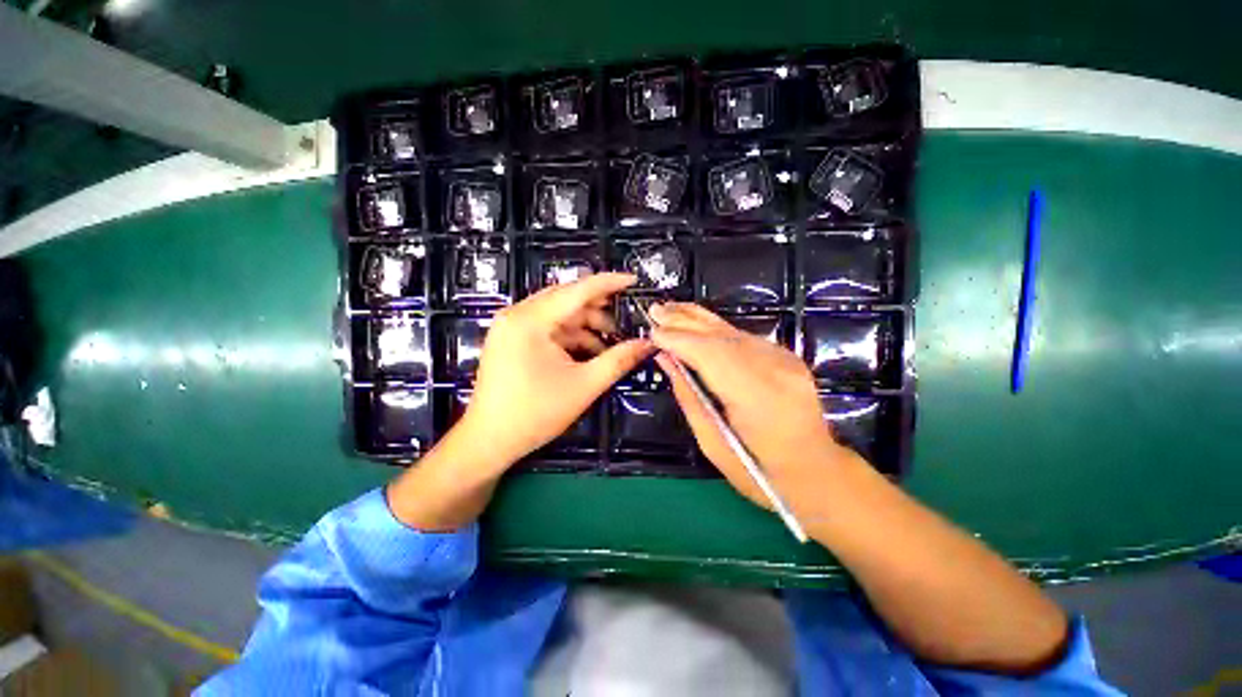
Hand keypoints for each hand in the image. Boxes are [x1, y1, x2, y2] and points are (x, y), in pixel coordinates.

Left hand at [455, 273, 653, 470]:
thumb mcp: (584, 385)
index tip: (633, 280)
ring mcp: (511, 326)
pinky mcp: (511, 338)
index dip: (608, 283)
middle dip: (598, 309)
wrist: (489, 440)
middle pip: (567, 299)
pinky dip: (570, 336)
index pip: (577, 290)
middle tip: (625, 319)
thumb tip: (647, 344)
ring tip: (610, 343)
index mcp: (530, 320)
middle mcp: (517, 314)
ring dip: (586, 325)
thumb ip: (618, 360)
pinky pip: (548, 327)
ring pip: (558, 314)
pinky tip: (589, 351)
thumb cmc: (535, 413)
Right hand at [649, 302, 864, 508]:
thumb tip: (667, 360)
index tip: (652, 332)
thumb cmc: (760, 471)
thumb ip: (688, 397)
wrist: (818, 471)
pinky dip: (716, 329)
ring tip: (670, 310)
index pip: (710, 355)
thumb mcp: (713, 443)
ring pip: (733, 331)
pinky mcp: (787, 357)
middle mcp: (775, 370)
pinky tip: (697, 325)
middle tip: (654, 310)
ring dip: (698, 319)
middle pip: (722, 336)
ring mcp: (785, 360)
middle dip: (684, 321)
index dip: (679, 340)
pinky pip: (743, 337)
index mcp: (757, 398)